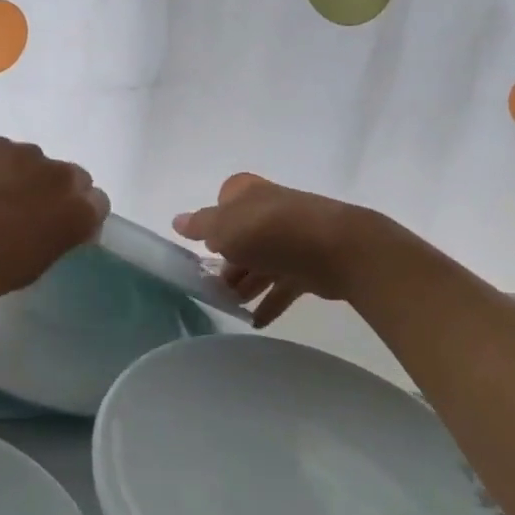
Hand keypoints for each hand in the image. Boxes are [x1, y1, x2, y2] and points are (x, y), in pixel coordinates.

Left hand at [0, 137, 107, 305]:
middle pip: (75, 178)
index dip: (80, 217)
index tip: (59, 231)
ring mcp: (27, 154)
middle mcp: (60, 177)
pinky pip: (9, 154)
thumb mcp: (30, 268)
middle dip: (59, 193)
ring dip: (29, 178)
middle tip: (28, 215)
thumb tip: (63, 226)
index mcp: (76, 213)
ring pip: (40, 164)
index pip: (98, 204)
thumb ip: (57, 241)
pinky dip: (0, 168)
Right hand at [174, 174, 393, 326]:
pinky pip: (283, 285)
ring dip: (245, 284)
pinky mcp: (309, 264)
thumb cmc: (270, 230)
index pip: (224, 201)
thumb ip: (200, 226)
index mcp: (248, 193)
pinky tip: (255, 321)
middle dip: (226, 261)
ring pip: (261, 262)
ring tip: (229, 307)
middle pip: (242, 235)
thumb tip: (178, 221)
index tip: (202, 248)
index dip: (212, 223)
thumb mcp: (224, 226)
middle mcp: (269, 210)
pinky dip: (269, 301)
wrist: (337, 249)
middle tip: (210, 287)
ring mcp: (292, 237)